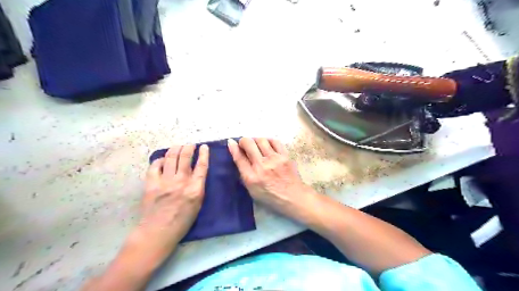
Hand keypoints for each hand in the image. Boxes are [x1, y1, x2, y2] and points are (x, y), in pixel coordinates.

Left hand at [134, 144, 208, 254]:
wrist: (158, 232)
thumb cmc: (182, 221)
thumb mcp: (198, 204)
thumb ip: (198, 187)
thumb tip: (196, 173)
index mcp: (195, 188)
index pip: (202, 166)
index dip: (204, 154)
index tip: (204, 147)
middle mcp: (181, 181)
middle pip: (185, 157)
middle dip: (188, 147)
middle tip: (190, 144)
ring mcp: (165, 181)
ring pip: (170, 158)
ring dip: (175, 149)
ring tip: (178, 147)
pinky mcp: (151, 184)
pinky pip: (155, 166)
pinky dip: (159, 160)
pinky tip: (162, 160)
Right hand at [228, 137, 307, 209]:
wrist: (292, 196)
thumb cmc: (270, 195)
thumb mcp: (252, 190)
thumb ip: (244, 173)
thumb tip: (238, 155)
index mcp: (251, 178)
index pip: (239, 157)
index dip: (233, 147)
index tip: (231, 142)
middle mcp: (262, 166)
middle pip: (248, 144)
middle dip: (243, 141)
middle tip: (245, 144)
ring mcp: (275, 159)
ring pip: (261, 140)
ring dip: (256, 140)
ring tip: (256, 145)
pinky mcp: (285, 156)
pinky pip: (274, 141)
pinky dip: (268, 141)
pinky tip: (267, 145)